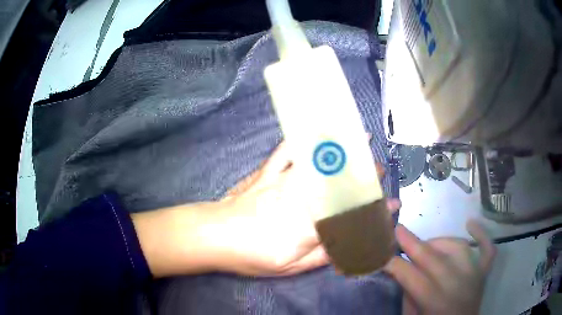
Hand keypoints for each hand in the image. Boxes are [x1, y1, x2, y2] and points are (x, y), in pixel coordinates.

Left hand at [133, 141, 400, 277]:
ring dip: (344, 151)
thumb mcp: (290, 267)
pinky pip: (289, 150)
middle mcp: (301, 200)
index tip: (392, 205)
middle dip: (366, 176)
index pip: (352, 216)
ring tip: (362, 139)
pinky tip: (319, 130)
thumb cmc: (250, 256)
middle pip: (341, 185)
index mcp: (308, 228)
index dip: (375, 210)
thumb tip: (349, 243)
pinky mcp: (268, 171)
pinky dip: (307, 138)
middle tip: (380, 171)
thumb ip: (323, 255)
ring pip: (321, 164)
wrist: (213, 235)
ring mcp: (284, 181)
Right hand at [383, 221, 495, 314]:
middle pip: (433, 258)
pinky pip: (488, 249)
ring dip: (441, 241)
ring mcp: (474, 276)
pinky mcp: (484, 273)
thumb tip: (401, 270)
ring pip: (459, 247)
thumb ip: (408, 294)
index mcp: (434, 302)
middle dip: (412, 243)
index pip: (411, 276)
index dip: (395, 264)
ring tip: (428, 244)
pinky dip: (482, 234)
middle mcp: (457, 286)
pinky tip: (471, 223)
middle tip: (398, 230)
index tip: (382, 253)